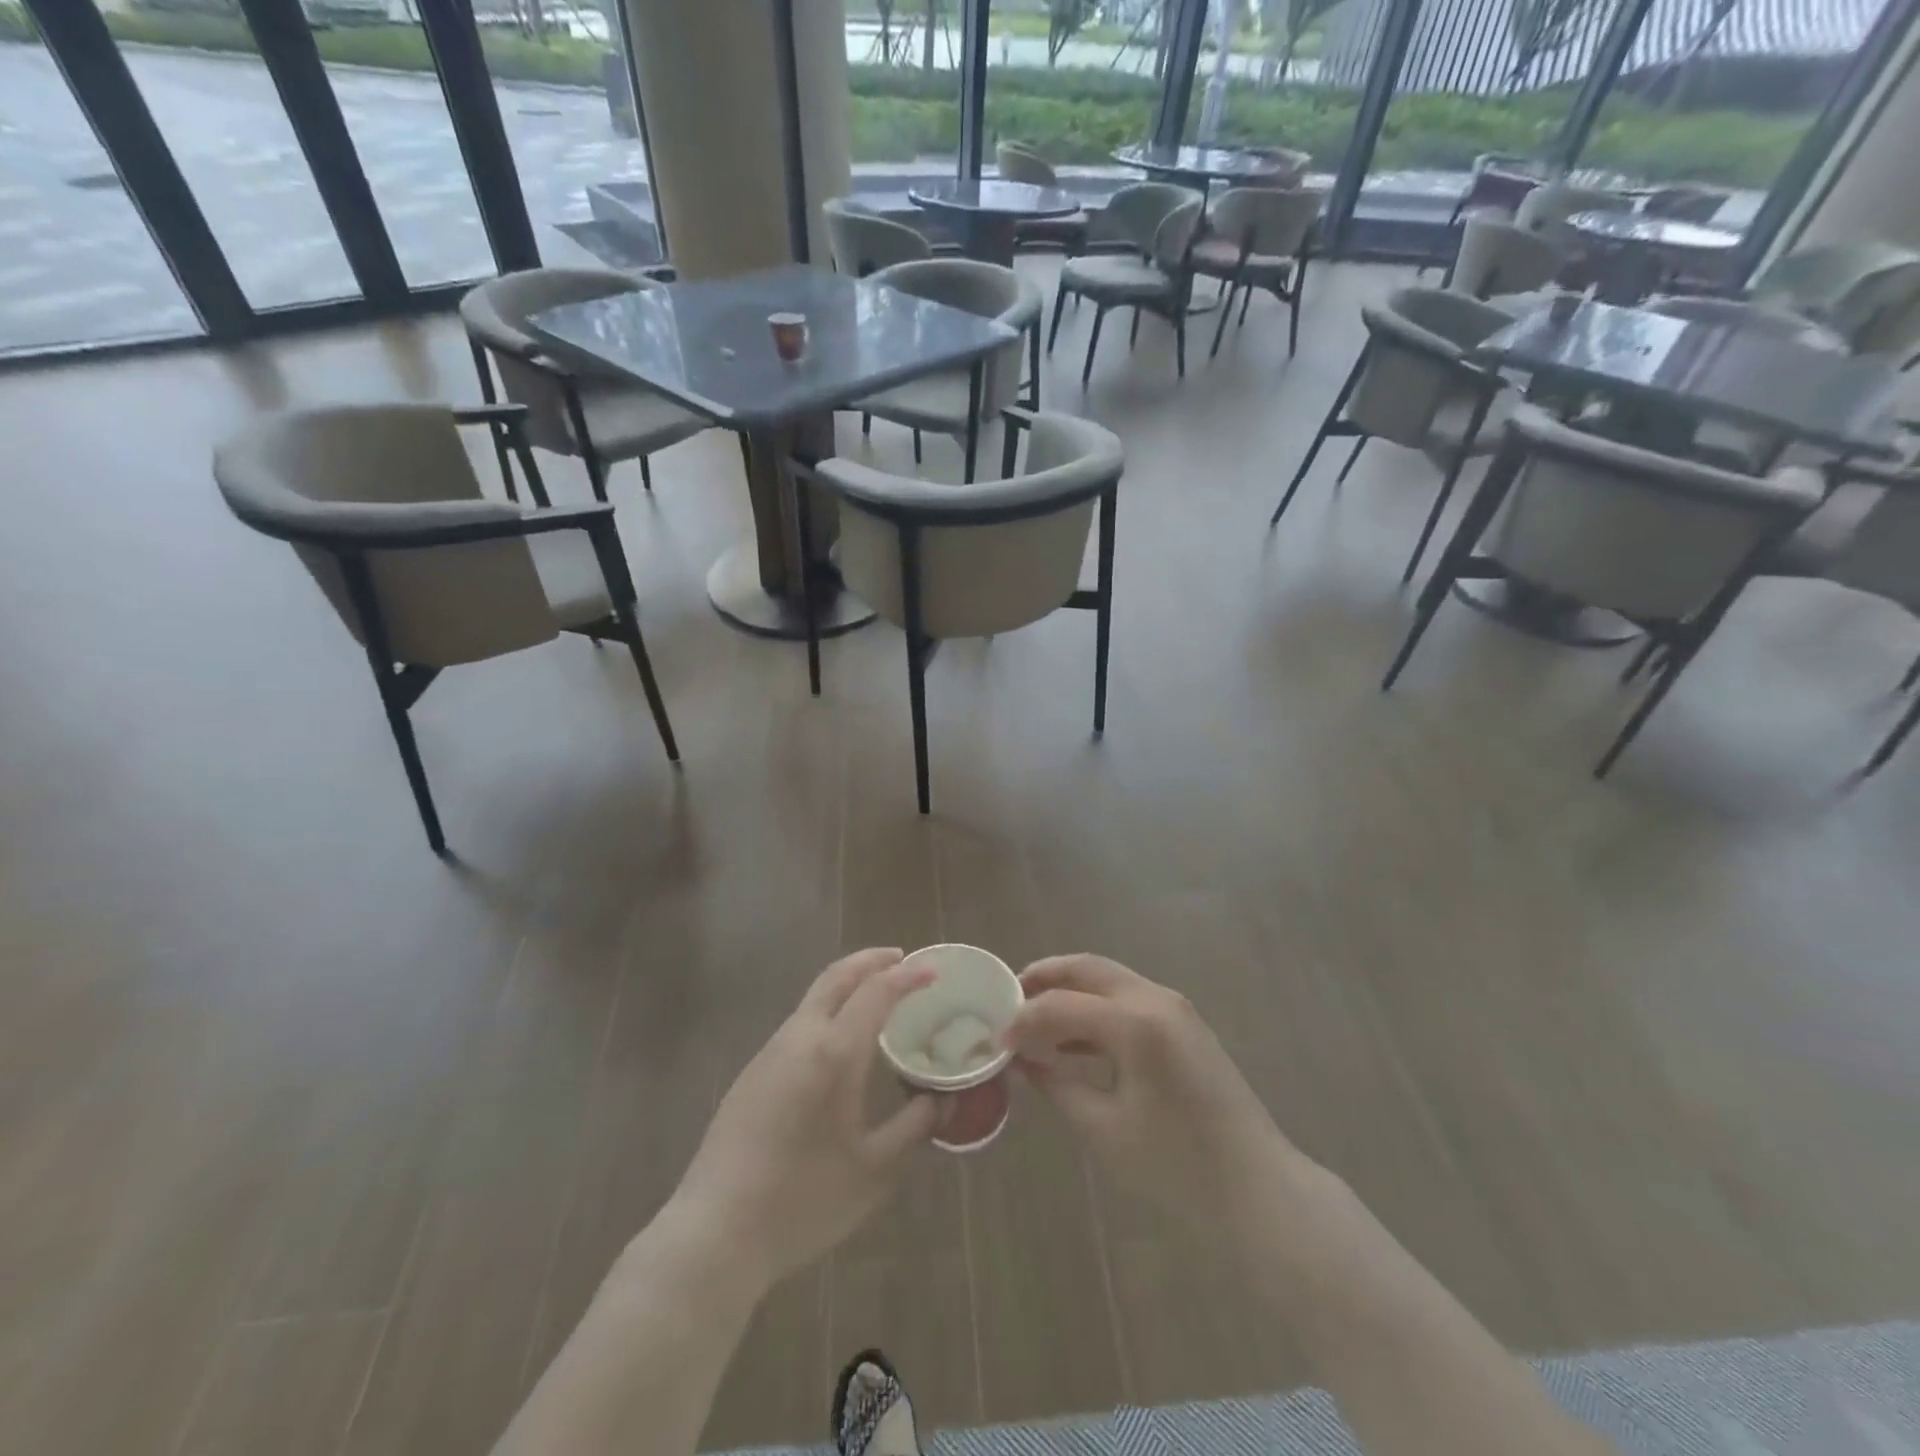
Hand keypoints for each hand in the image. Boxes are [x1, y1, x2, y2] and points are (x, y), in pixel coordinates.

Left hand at [662, 949, 941, 1290]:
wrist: (715, 1233)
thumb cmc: (803, 1200)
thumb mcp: (875, 1170)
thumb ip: (915, 1127)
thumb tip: (944, 1099)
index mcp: (833, 1052)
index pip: (876, 992)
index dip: (907, 976)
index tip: (933, 969)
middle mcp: (799, 1037)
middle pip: (836, 977)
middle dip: (871, 960)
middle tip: (902, 959)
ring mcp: (770, 1052)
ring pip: (814, 998)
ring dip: (847, 984)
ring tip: (877, 997)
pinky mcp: (752, 1073)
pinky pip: (799, 1023)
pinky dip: (828, 1010)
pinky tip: (840, 1042)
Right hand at [1005, 955, 1296, 1239]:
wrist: (1258, 1190)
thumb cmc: (1178, 1167)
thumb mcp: (1104, 1130)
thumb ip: (1056, 1085)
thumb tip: (1022, 1059)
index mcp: (1136, 1023)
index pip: (1061, 1004)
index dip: (1023, 1020)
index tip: (995, 1042)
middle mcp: (1156, 999)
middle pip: (1087, 968)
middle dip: (1044, 977)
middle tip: (1009, 998)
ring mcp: (1175, 1008)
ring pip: (1108, 979)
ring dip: (1070, 990)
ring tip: (1034, 1017)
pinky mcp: (1184, 1024)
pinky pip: (1128, 999)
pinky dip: (1096, 1008)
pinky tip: (1073, 1041)